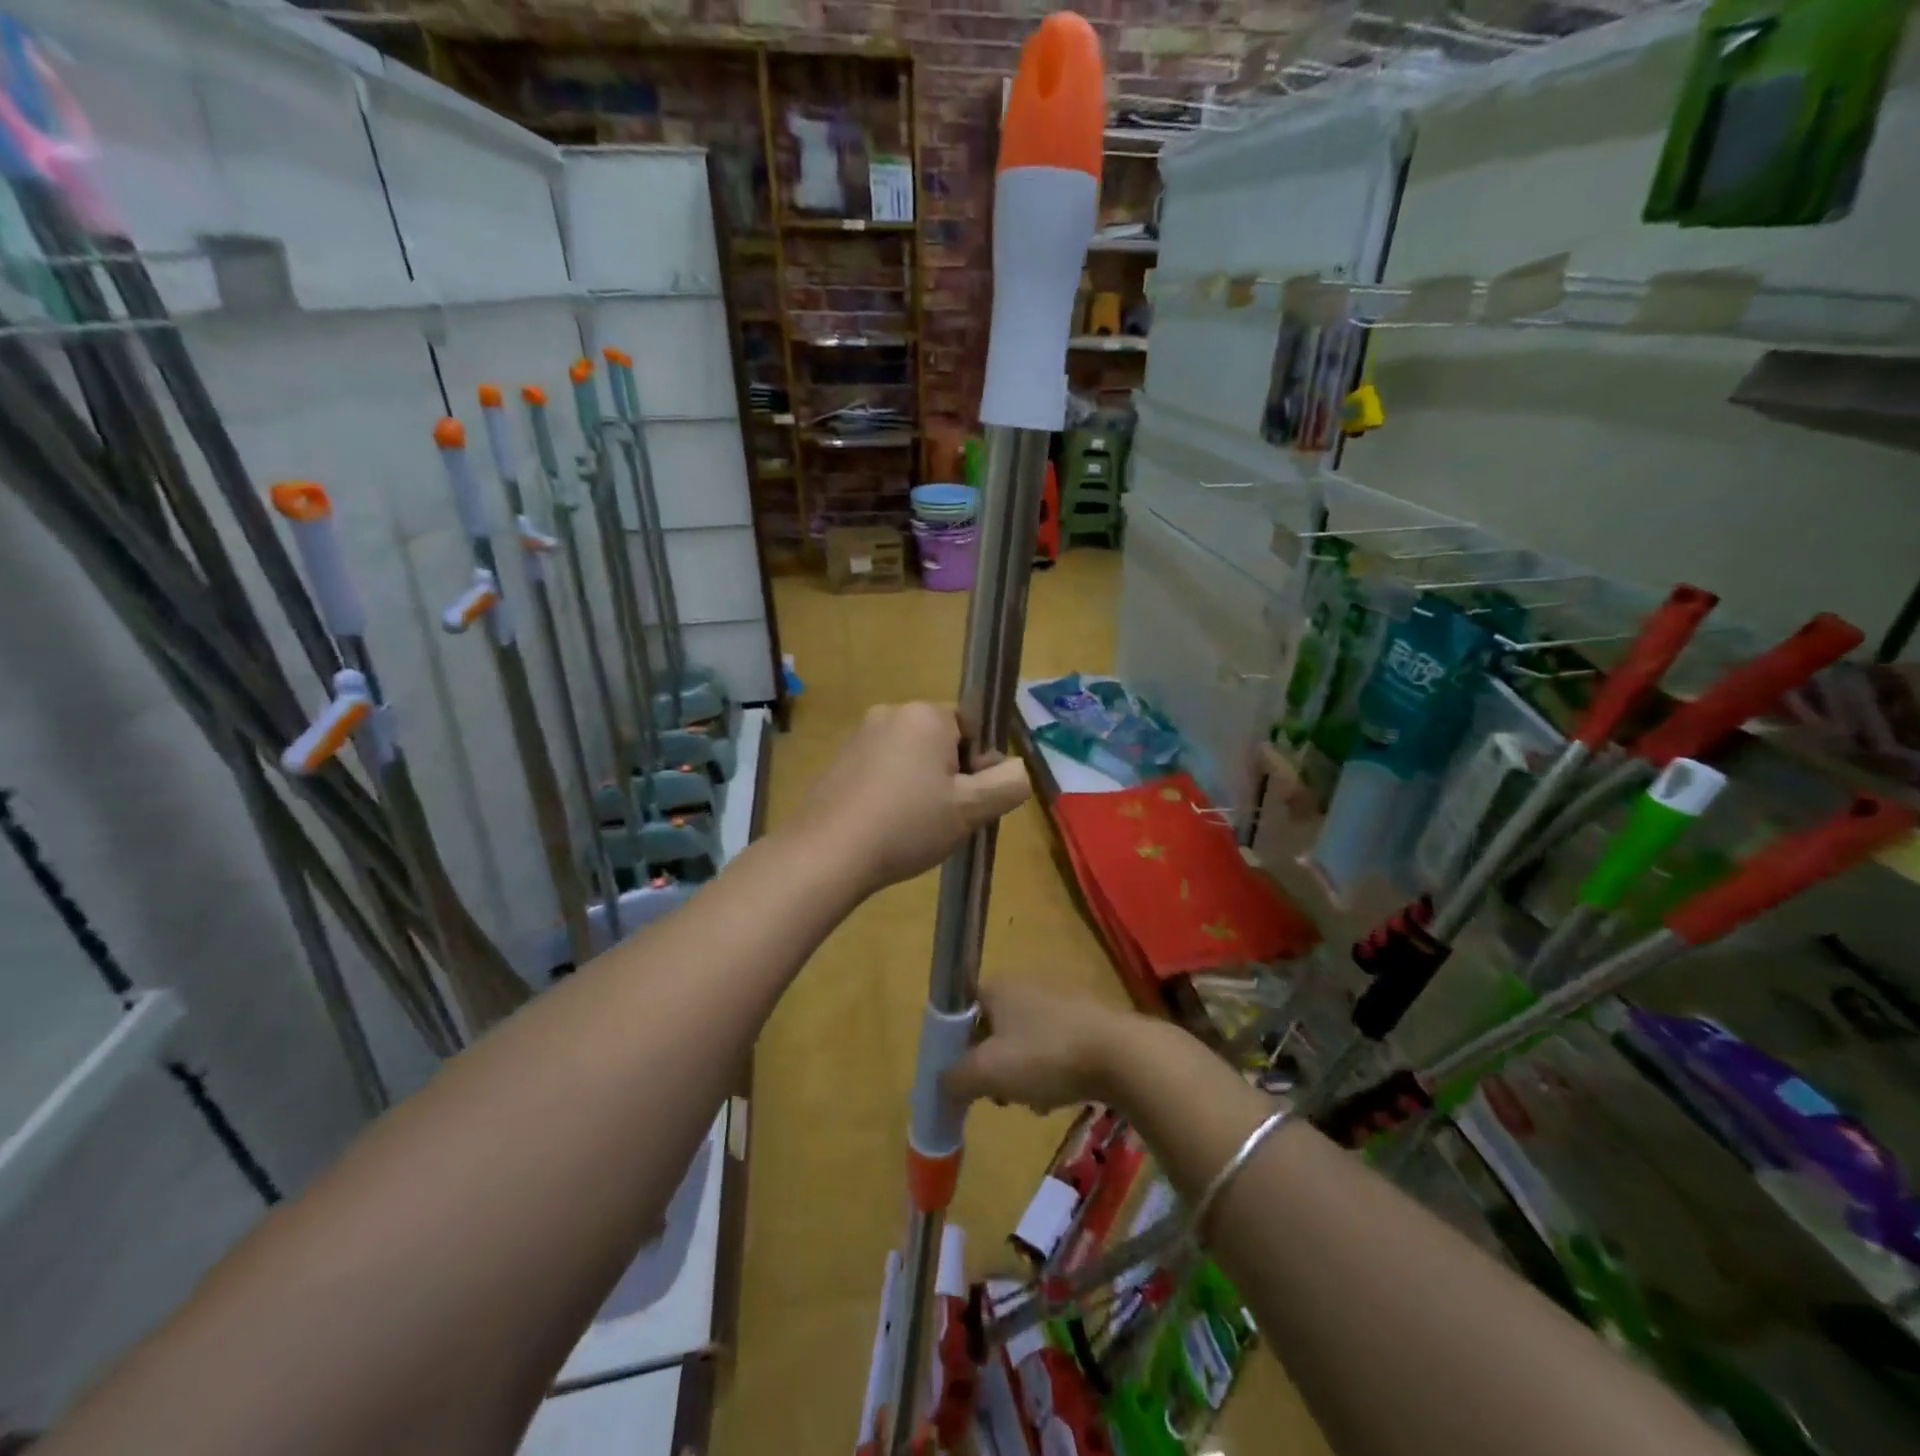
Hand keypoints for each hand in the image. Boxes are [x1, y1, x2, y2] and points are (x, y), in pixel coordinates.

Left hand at [791, 702, 1031, 896]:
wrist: (827, 853)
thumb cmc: (907, 824)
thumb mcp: (971, 809)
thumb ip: (1008, 783)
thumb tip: (1017, 768)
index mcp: (925, 714)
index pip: (973, 729)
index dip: (979, 766)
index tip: (968, 801)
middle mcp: (891, 713)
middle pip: (941, 742)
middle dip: (950, 776)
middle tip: (944, 818)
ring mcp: (859, 736)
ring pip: (911, 758)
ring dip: (921, 786)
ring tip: (913, 827)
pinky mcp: (838, 761)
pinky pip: (882, 770)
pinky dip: (891, 792)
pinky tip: (885, 826)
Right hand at [943, 979, 1137, 1113]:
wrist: (1121, 1055)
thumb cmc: (1045, 1055)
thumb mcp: (988, 1072)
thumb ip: (954, 1079)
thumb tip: (942, 1085)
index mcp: (999, 985)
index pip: (963, 1006)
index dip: (956, 1041)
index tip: (962, 1073)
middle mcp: (1027, 983)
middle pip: (994, 1027)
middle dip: (992, 1064)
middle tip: (997, 1094)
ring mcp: (1060, 999)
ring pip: (1024, 1040)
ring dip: (1021, 1073)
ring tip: (1031, 1102)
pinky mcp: (1087, 1019)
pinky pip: (1054, 1046)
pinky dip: (1050, 1071)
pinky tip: (1057, 1098)